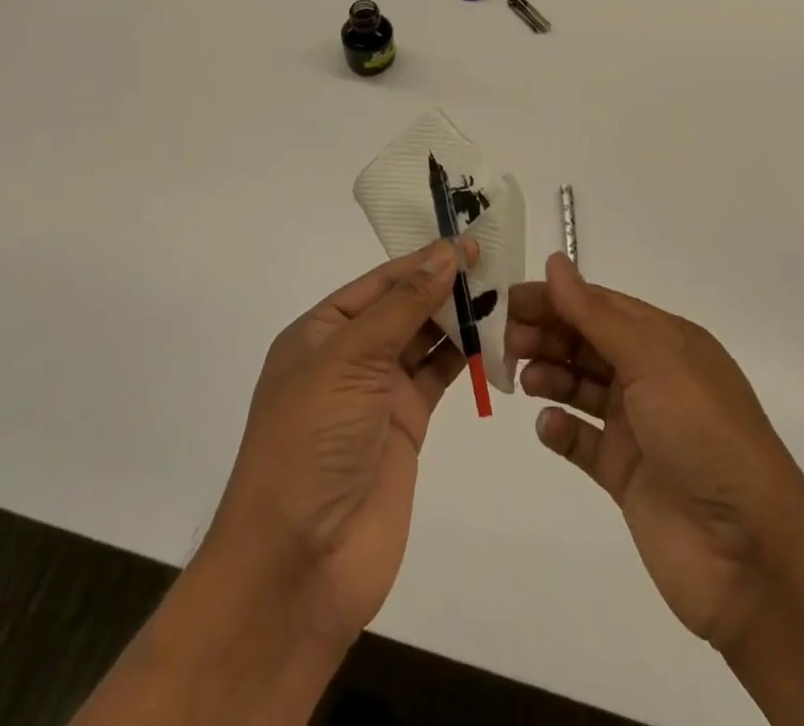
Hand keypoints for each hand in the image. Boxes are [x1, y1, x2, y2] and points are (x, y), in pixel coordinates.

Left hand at [209, 236, 475, 640]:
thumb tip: (446, 254)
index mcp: (321, 332)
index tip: (469, 242)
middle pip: (404, 307)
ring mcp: (378, 392)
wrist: (300, 563)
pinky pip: (439, 375)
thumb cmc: (310, 441)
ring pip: (425, 338)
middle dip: (444, 284)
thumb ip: (403, 306)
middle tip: (496, 262)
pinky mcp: (406, 424)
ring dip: (459, 317)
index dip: (423, 260)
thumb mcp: (350, 360)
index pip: (380, 282)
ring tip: (503, 292)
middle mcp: (349, 356)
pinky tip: (495, 336)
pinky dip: (465, 355)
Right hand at [506, 252, 803, 652]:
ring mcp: (639, 427)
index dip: (556, 299)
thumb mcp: (653, 360)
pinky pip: (583, 442)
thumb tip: (555, 262)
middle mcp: (652, 377)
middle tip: (505, 341)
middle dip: (547, 335)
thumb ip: (597, 314)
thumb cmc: (703, 433)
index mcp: (666, 341)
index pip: (600, 306)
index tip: (508, 300)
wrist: (749, 553)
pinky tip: (549, 426)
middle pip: (587, 343)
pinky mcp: (626, 474)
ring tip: (523, 379)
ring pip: (582, 387)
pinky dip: (562, 430)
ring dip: (550, 376)